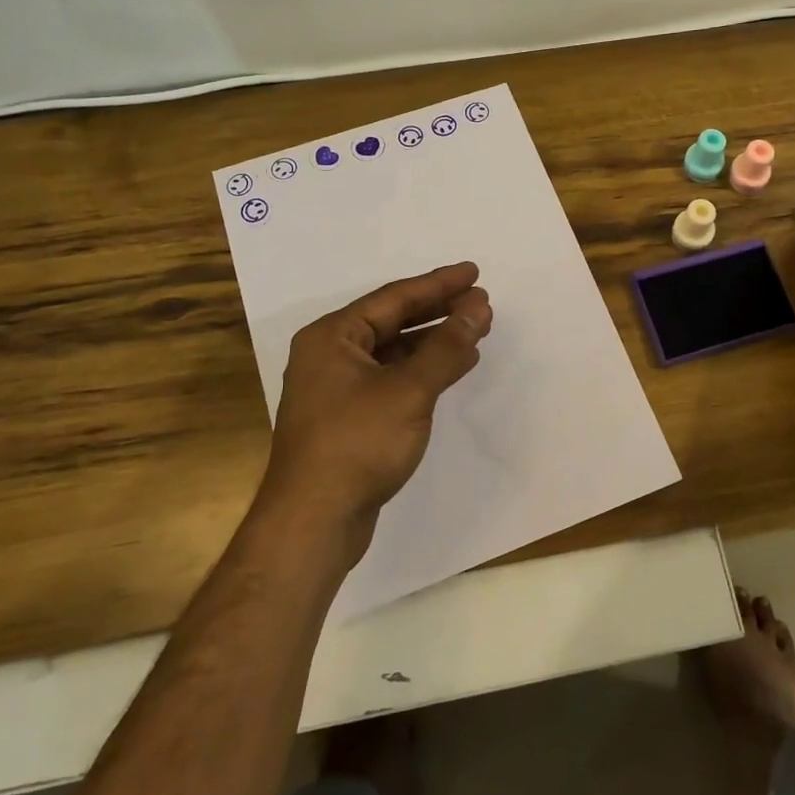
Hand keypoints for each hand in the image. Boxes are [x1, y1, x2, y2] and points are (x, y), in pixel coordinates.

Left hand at [258, 263, 492, 557]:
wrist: (314, 521)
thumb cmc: (357, 444)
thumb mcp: (409, 390)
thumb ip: (446, 346)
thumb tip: (478, 307)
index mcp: (332, 336)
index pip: (394, 298)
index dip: (438, 284)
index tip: (474, 273)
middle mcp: (329, 355)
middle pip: (392, 321)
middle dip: (438, 310)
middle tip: (480, 301)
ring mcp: (337, 389)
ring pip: (393, 352)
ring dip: (433, 341)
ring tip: (474, 330)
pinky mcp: (348, 418)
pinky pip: (391, 379)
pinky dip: (422, 371)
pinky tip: (452, 369)